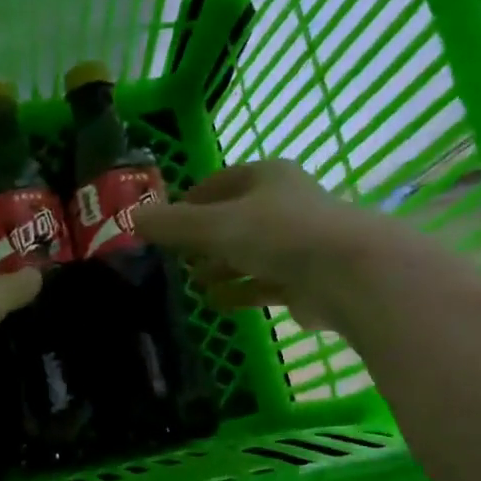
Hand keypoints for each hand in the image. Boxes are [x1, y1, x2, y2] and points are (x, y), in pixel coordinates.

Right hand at [135, 160, 392, 332]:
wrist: (348, 274)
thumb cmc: (277, 234)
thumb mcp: (214, 226)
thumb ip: (173, 224)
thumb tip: (132, 218)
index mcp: (267, 177)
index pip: (220, 182)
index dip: (190, 200)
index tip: (166, 221)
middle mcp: (286, 204)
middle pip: (236, 219)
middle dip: (205, 238)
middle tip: (177, 257)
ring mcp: (301, 242)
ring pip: (252, 252)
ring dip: (222, 266)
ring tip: (194, 283)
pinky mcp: (310, 279)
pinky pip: (267, 282)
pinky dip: (242, 290)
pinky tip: (217, 302)